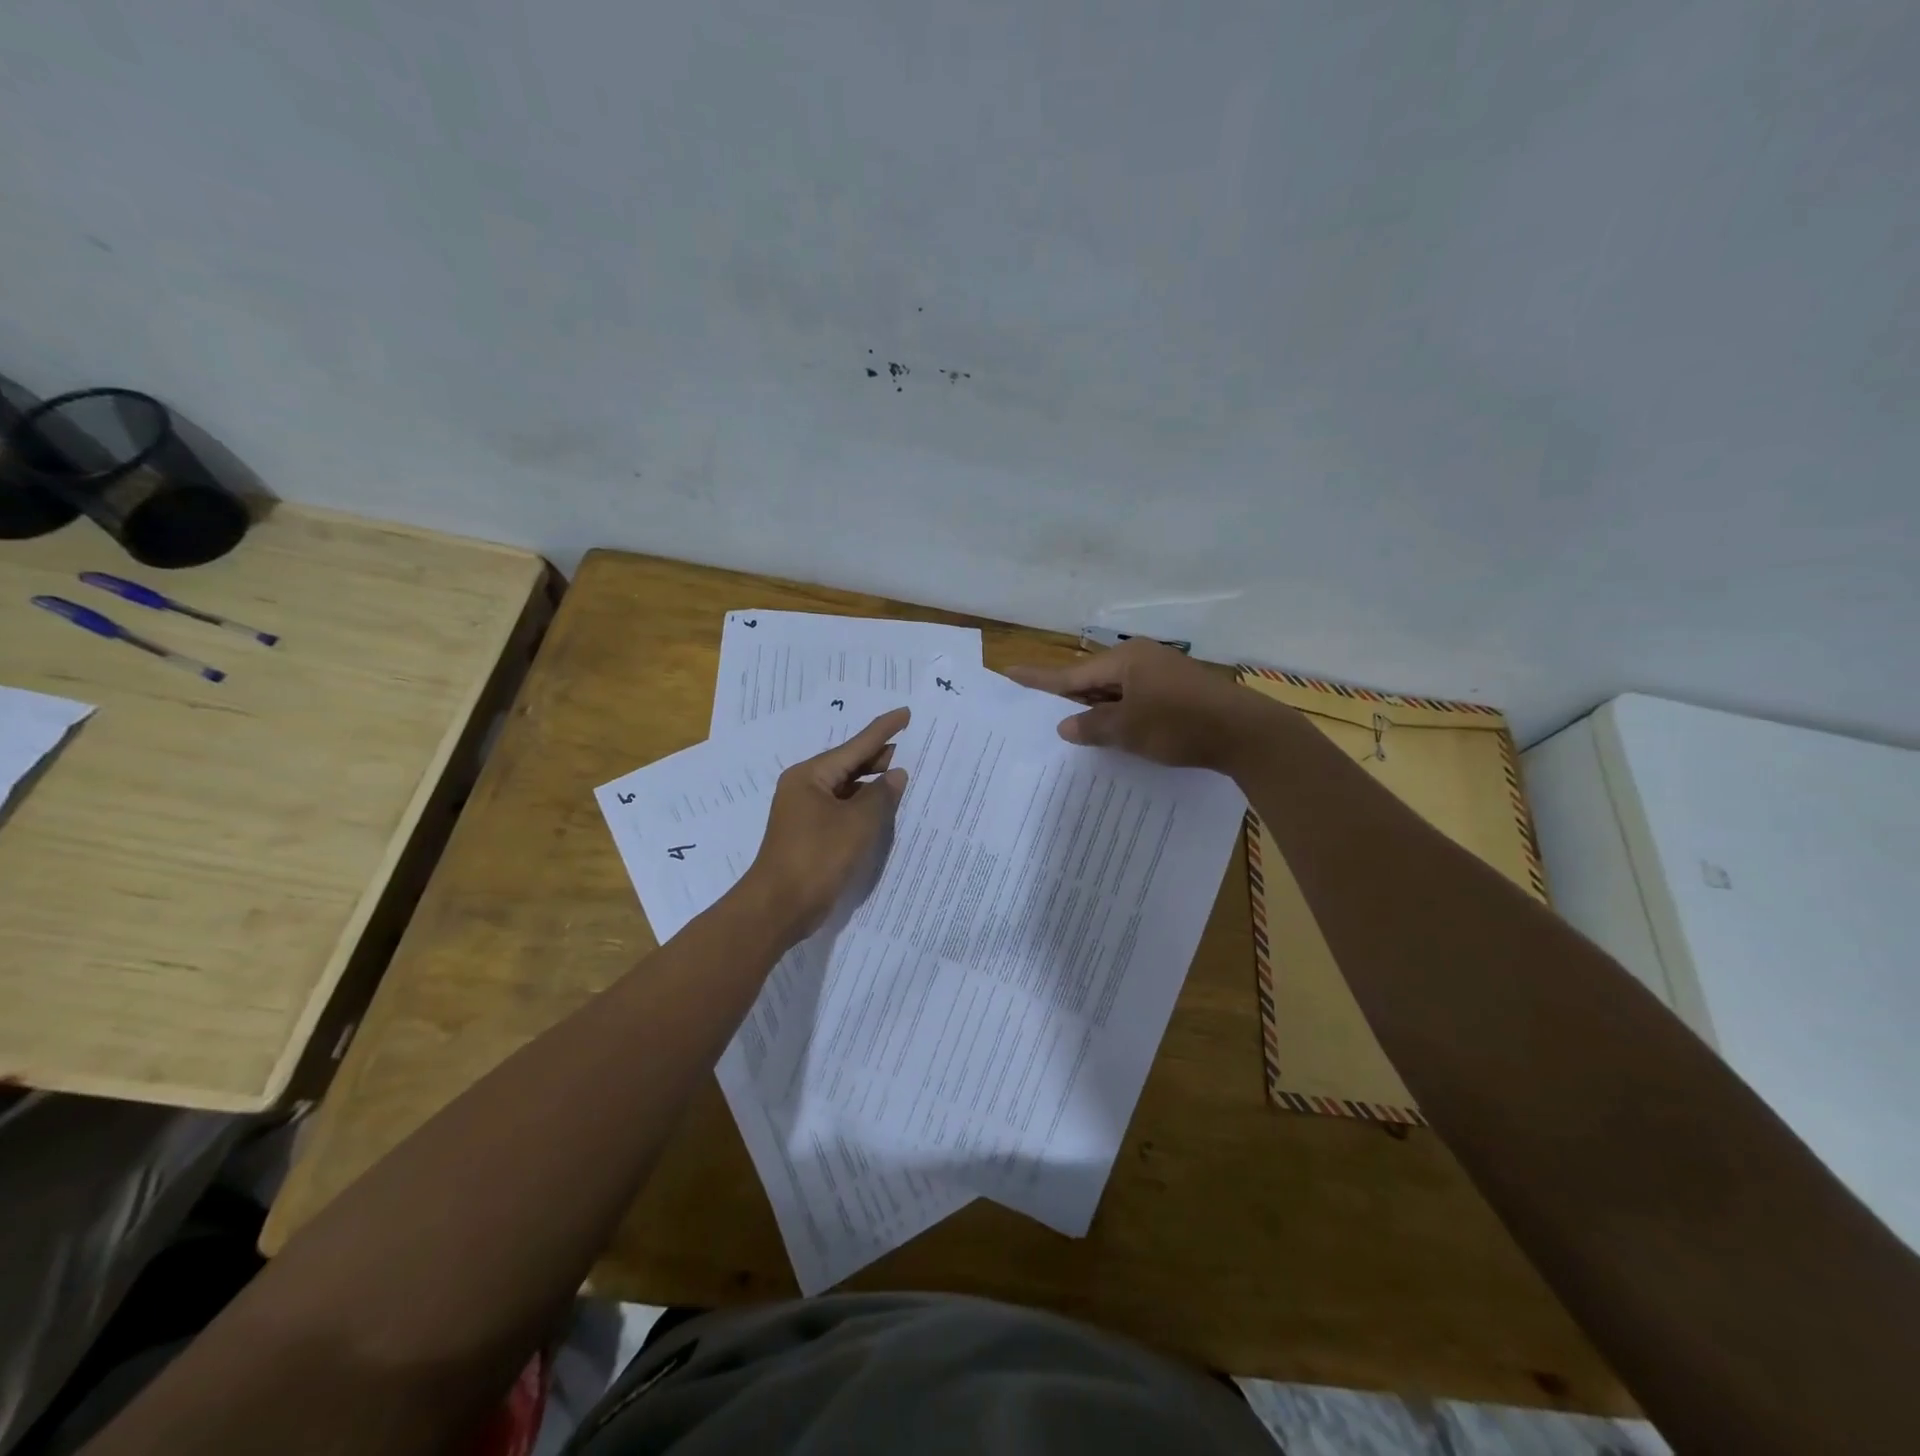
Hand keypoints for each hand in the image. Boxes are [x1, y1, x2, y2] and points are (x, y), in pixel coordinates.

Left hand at [742, 707, 909, 940]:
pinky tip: (885, 810)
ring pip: (847, 789)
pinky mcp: (812, 835)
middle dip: (880, 758)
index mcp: (810, 775)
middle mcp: (805, 787)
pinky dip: (864, 807)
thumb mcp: (858, 823)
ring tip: (906, 778)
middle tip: (915, 749)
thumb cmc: (817, 857)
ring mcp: (806, 812)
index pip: (855, 746)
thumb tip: (896, 775)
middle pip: (849, 765)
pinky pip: (844, 810)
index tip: (905, 713)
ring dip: (874, 786)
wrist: (779, 906)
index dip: (883, 730)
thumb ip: (881, 795)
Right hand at [1005, 640, 1274, 769]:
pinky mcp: (1177, 691)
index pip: (1072, 673)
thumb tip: (1066, 726)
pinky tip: (1112, 731)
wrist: (1245, 733)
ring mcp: (1162, 673)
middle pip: (1094, 679)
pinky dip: (1120, 714)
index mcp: (1125, 660)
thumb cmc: (1180, 725)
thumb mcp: (1129, 730)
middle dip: (1070, 697)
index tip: (1010, 672)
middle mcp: (1141, 659)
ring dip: (1096, 708)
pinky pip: (1135, 699)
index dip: (1040, 679)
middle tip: (1039, 710)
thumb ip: (1093, 726)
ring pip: (1116, 690)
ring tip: (1072, 726)